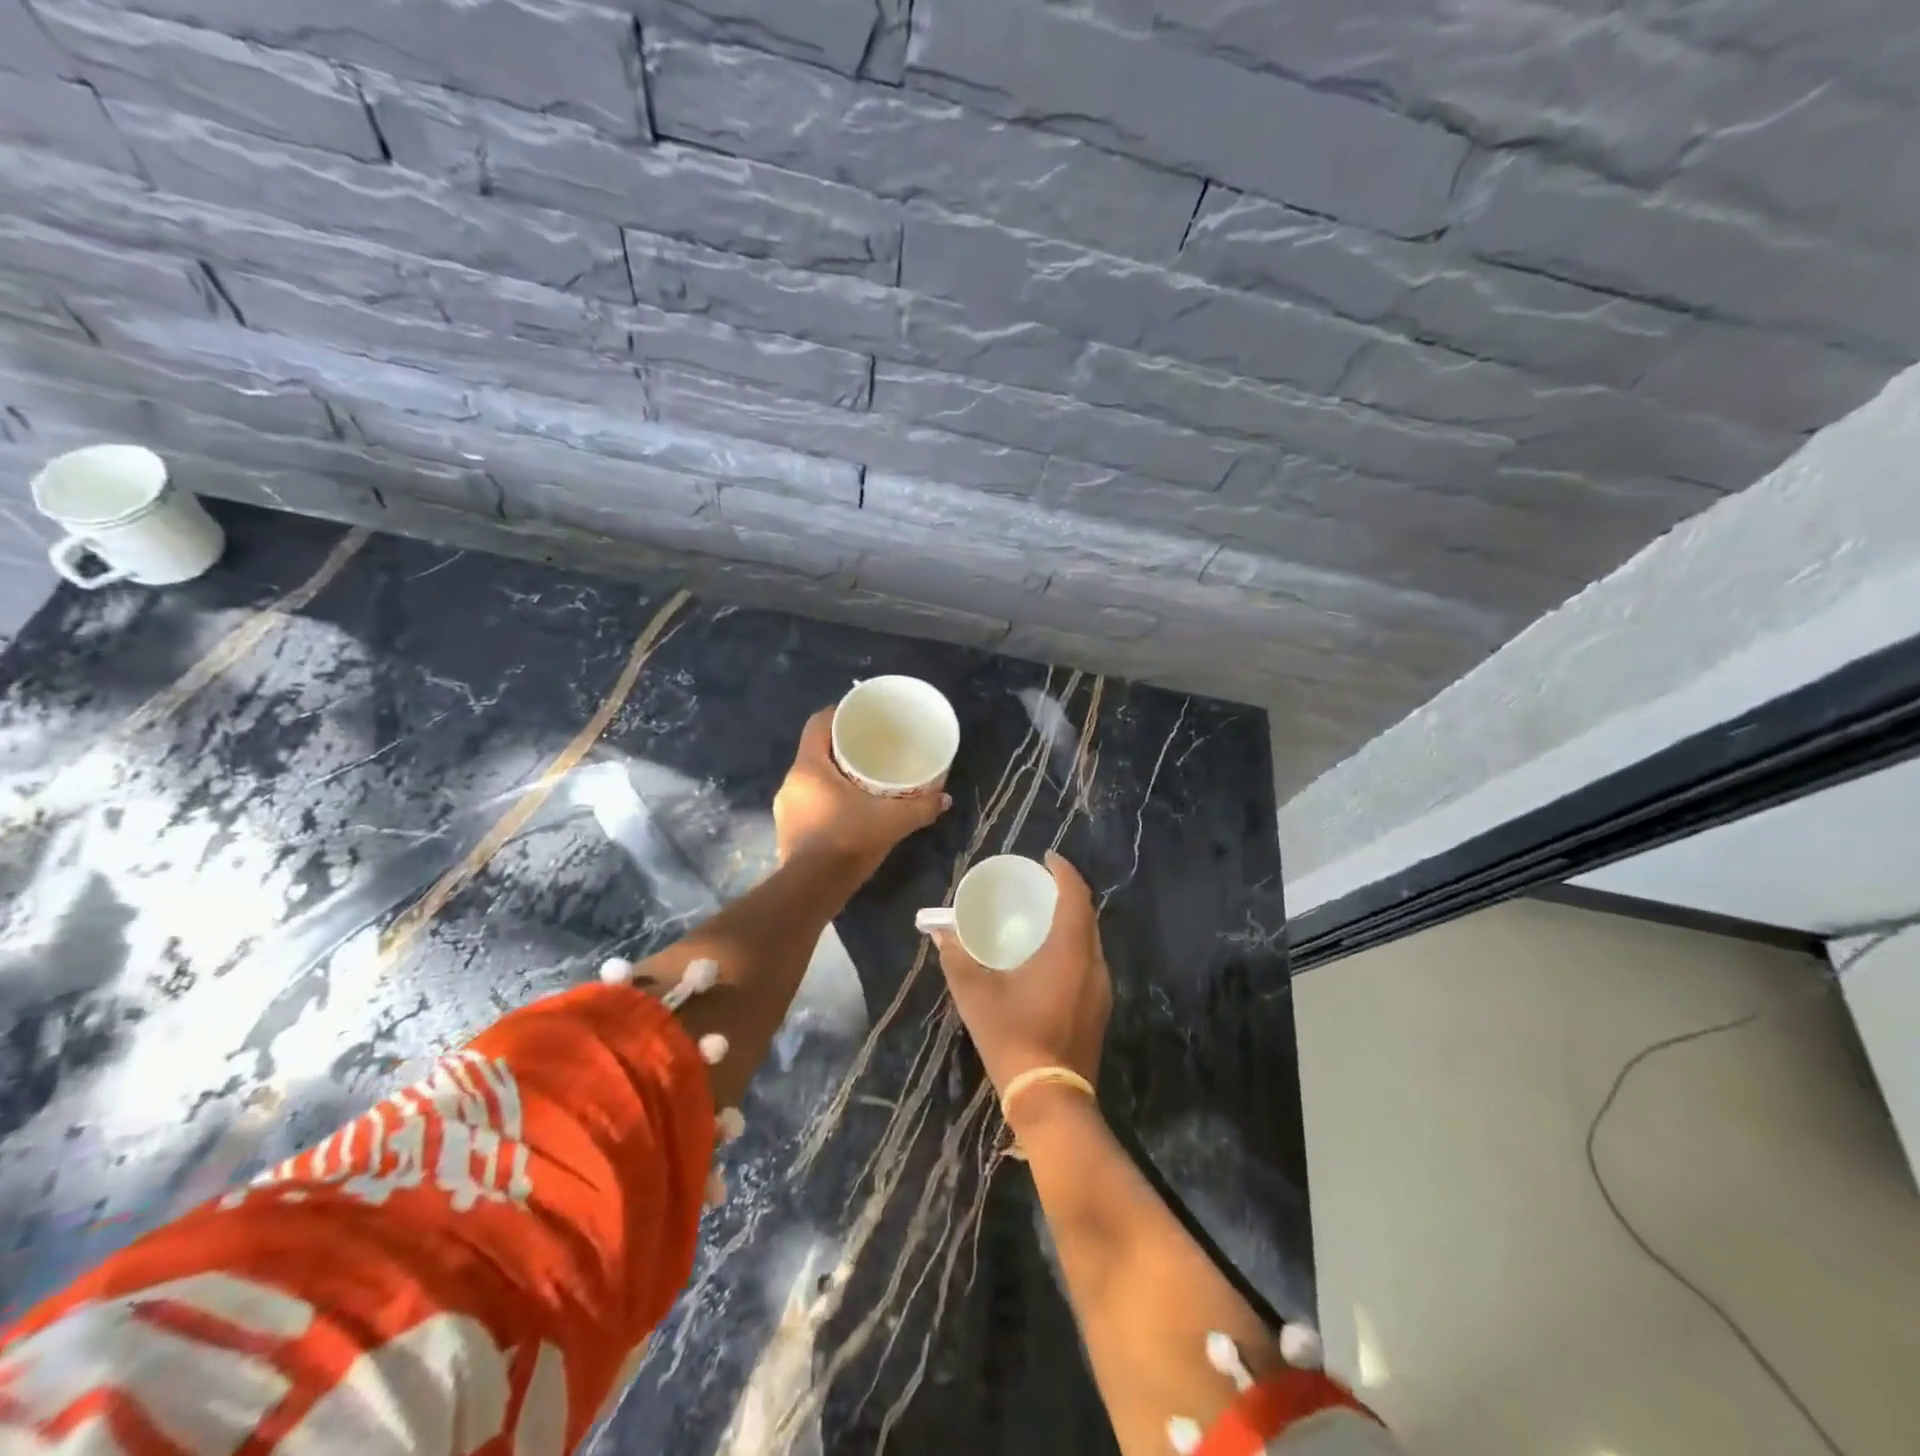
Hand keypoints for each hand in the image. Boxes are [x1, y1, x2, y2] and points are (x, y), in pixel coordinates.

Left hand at [773, 707, 948, 871]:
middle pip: (815, 751)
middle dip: (840, 748)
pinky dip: (826, 800)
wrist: (813, 889)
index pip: (818, 723)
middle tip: (869, 750)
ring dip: (832, 777)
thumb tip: (945, 798)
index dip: (838, 714)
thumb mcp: (892, 821)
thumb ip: (920, 807)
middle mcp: (791, 781)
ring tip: (861, 781)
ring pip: (811, 779)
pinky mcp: (787, 830)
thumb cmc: (848, 840)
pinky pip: (808, 802)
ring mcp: (785, 808)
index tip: (861, 717)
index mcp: (809, 767)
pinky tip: (848, 811)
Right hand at [934, 852, 1110, 1096]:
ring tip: (1041, 917)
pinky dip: (1073, 946)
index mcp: (1070, 950)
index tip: (1046, 857)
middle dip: (1067, 894)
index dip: (1064, 871)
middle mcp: (1094, 964)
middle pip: (1087, 916)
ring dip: (1071, 922)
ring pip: (1090, 941)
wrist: (1050, 1098)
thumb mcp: (975, 993)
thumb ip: (957, 956)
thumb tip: (940, 930)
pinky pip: (1089, 962)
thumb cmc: (1013, 1036)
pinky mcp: (1098, 1010)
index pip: (1076, 896)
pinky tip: (1049, 958)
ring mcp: (1101, 989)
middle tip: (1039, 886)